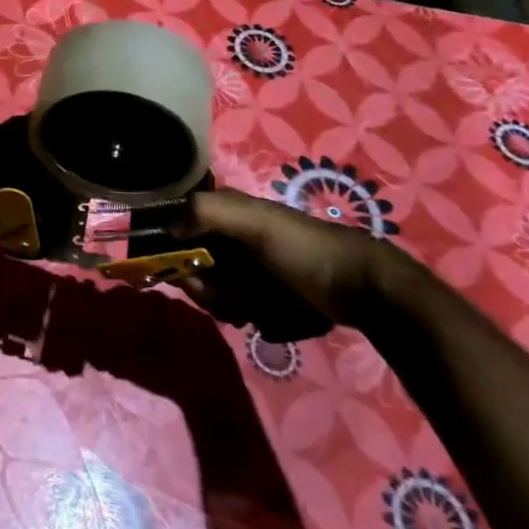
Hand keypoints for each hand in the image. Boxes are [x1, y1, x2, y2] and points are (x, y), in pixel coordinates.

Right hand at [172, 187, 404, 330]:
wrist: (362, 287)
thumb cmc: (303, 248)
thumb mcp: (256, 221)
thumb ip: (207, 212)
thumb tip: (167, 227)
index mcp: (223, 214)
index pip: (175, 233)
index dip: (173, 257)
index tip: (187, 276)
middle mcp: (229, 239)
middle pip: (192, 270)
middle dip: (208, 290)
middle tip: (234, 299)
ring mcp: (247, 269)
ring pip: (214, 294)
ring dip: (229, 305)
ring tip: (257, 308)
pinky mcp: (264, 295)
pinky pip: (239, 309)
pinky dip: (250, 315)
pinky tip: (270, 317)